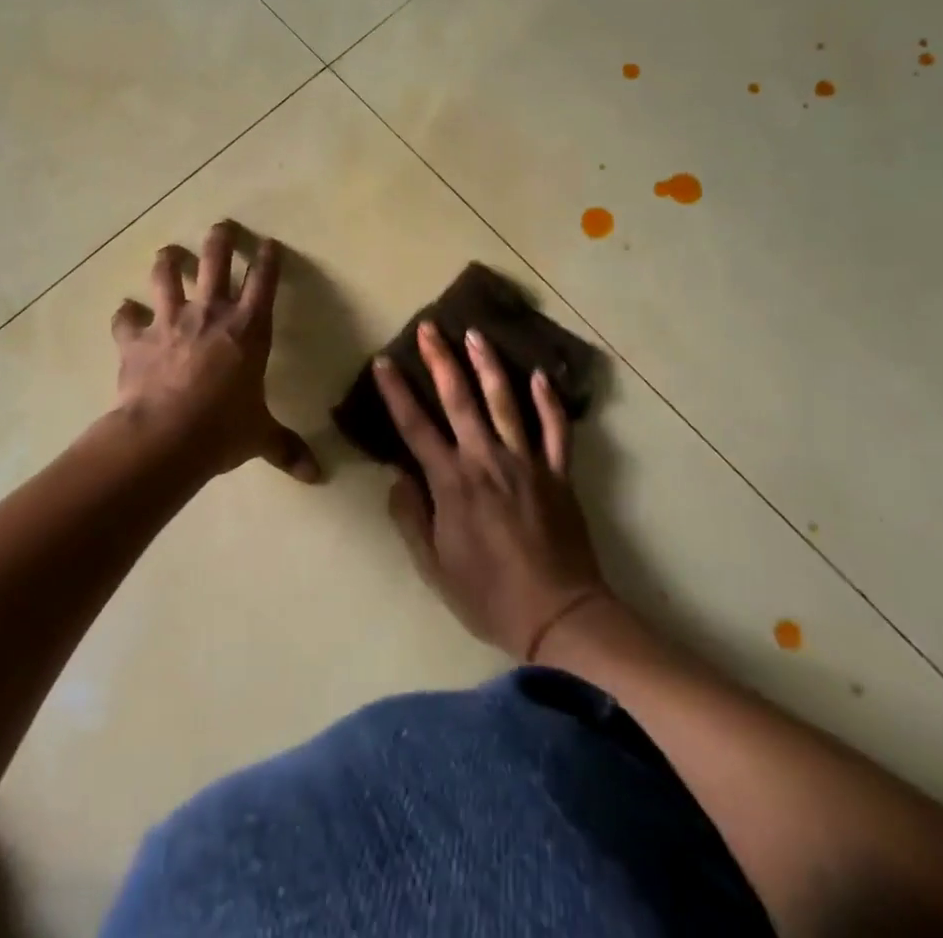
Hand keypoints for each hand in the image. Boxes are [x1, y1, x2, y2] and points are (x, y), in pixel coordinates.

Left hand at [111, 221, 320, 482]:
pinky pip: (126, 319)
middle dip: (220, 239)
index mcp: (249, 329)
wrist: (166, 436)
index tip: (269, 243)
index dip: (268, 259)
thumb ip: (286, 448)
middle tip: (221, 226)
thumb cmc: (223, 428)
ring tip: (168, 252)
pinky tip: (124, 311)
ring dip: (167, 261)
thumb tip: (316, 476)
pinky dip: (125, 314)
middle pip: (215, 261)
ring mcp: (170, 321)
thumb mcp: (260, 436)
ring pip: (167, 276)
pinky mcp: (136, 339)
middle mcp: (211, 313)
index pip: (264, 281)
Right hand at [373, 322, 609, 659]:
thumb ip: (412, 517)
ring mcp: (527, 462)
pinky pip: (555, 429)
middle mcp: (487, 460)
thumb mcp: (434, 566)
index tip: (384, 362)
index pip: (416, 427)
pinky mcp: (558, 473)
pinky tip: (540, 374)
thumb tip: (398, 476)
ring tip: (476, 333)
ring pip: (506, 403)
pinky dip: (549, 401)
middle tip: (430, 327)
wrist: (558, 615)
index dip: (397, 392)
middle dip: (441, 360)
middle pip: (460, 400)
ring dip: (488, 365)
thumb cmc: (488, 595)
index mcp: (452, 483)